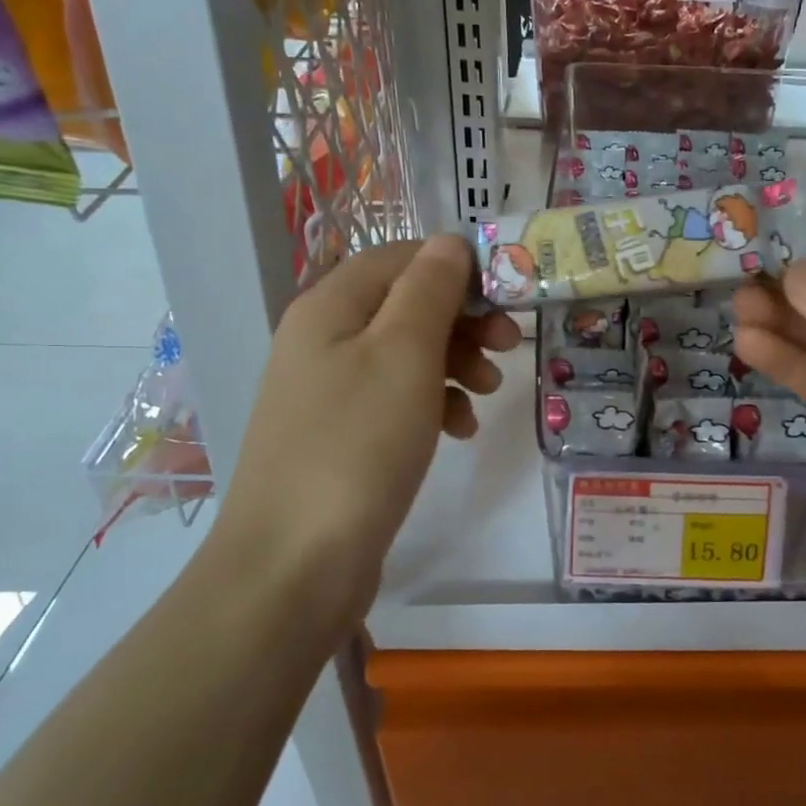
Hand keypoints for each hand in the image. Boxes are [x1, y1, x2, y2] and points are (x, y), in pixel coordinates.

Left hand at [213, 236, 519, 622]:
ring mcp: (330, 390)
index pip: (401, 257)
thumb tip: (450, 242)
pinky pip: (398, 399)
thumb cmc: (357, 444)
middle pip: (406, 304)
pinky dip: (434, 404)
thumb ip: (430, 290)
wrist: (295, 562)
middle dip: (463, 319)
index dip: (456, 266)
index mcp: (330, 307)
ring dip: (455, 362)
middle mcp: (324, 339)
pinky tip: (459, 429)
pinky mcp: (343, 434)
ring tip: (488, 393)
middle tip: (509, 344)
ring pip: (408, 353)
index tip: (507, 293)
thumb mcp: (404, 354)